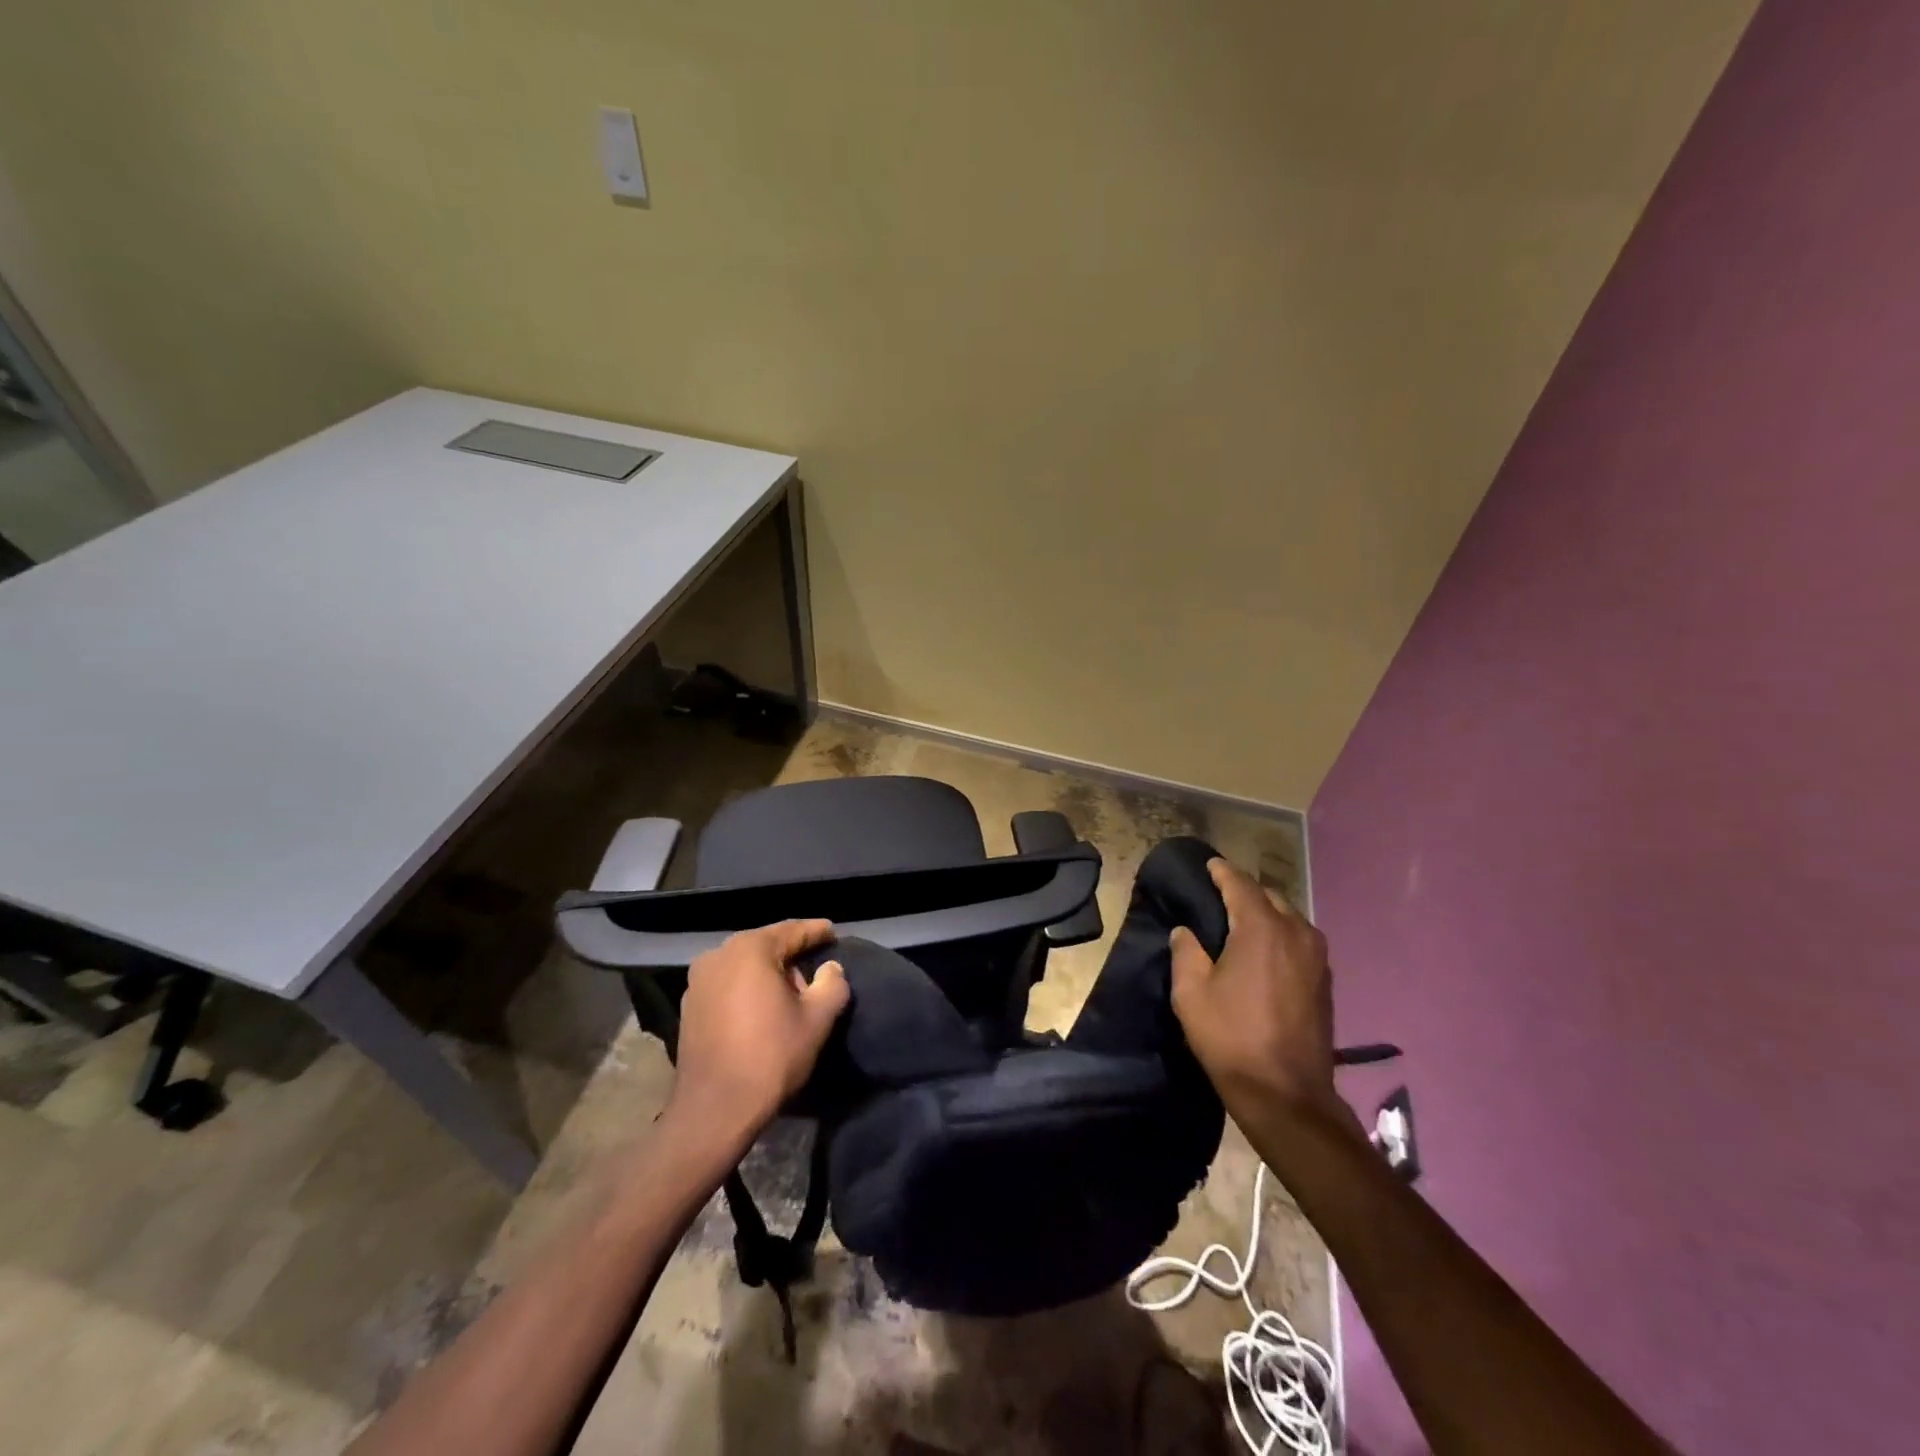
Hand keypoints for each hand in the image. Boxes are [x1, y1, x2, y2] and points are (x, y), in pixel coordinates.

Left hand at [666, 920, 849, 1145]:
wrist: (714, 1110)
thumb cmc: (771, 1056)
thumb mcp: (817, 1019)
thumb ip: (832, 984)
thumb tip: (830, 969)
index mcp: (750, 949)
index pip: (792, 931)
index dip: (816, 932)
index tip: (833, 933)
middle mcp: (718, 954)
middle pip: (765, 945)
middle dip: (792, 956)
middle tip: (815, 974)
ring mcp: (698, 980)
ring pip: (744, 965)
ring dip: (767, 974)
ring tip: (788, 996)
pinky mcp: (688, 1005)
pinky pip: (727, 984)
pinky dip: (746, 989)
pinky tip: (760, 1010)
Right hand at [1169, 859, 1343, 1121]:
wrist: (1286, 1094)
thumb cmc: (1231, 1038)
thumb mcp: (1190, 993)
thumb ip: (1186, 952)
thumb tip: (1186, 932)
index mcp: (1261, 929)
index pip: (1240, 884)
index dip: (1221, 872)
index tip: (1208, 865)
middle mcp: (1296, 932)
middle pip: (1268, 897)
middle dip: (1244, 891)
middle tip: (1218, 896)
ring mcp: (1317, 957)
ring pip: (1288, 917)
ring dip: (1265, 913)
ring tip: (1240, 922)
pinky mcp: (1325, 980)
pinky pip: (1299, 940)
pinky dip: (1280, 934)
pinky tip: (1263, 951)